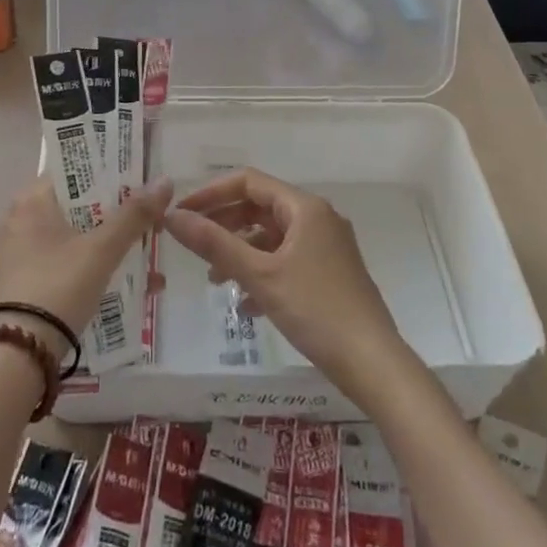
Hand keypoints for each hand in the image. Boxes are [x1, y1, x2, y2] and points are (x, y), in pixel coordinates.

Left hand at [0, 179, 173, 353]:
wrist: (16, 357)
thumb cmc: (57, 287)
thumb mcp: (101, 249)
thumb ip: (134, 215)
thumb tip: (165, 181)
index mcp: (32, 199)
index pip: (76, 171)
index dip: (111, 173)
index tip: (142, 180)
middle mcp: (20, 219)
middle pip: (79, 205)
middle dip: (117, 215)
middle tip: (152, 220)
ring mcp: (20, 253)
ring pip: (76, 237)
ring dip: (110, 244)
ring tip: (148, 256)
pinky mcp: (24, 283)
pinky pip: (66, 262)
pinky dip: (93, 266)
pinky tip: (126, 283)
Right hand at [163, 169, 405, 407]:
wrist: (374, 364)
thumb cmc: (316, 310)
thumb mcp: (260, 275)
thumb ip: (214, 244)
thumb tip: (172, 216)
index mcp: (304, 208)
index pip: (248, 182)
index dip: (211, 193)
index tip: (182, 212)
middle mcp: (317, 218)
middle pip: (260, 208)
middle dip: (224, 225)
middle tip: (193, 244)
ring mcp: (326, 247)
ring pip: (272, 237)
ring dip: (241, 252)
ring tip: (214, 279)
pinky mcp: (330, 274)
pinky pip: (287, 260)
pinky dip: (262, 272)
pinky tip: (245, 304)